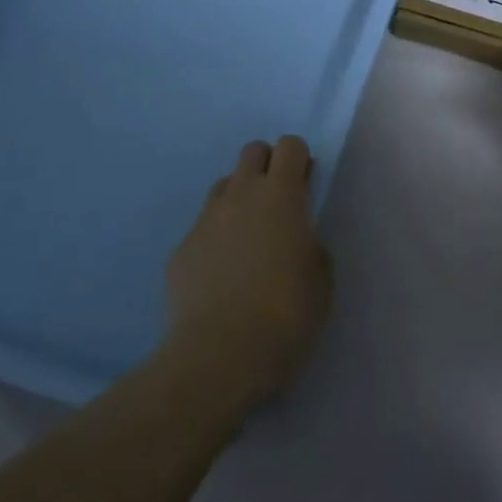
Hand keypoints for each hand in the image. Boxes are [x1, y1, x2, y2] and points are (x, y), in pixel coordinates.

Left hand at [166, 136, 332, 407]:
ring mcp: (205, 221)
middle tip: (279, 205)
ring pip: (224, 187)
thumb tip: (296, 237)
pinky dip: (216, 240)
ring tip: (250, 240)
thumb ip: (310, 241)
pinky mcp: (180, 251)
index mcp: (281, 195)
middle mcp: (240, 196)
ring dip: (240, 200)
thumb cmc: (287, 312)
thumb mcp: (321, 275)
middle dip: (268, 166)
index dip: (300, 161)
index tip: (307, 187)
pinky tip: (223, 276)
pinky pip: (203, 229)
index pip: (290, 146)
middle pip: (252, 152)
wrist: (220, 355)